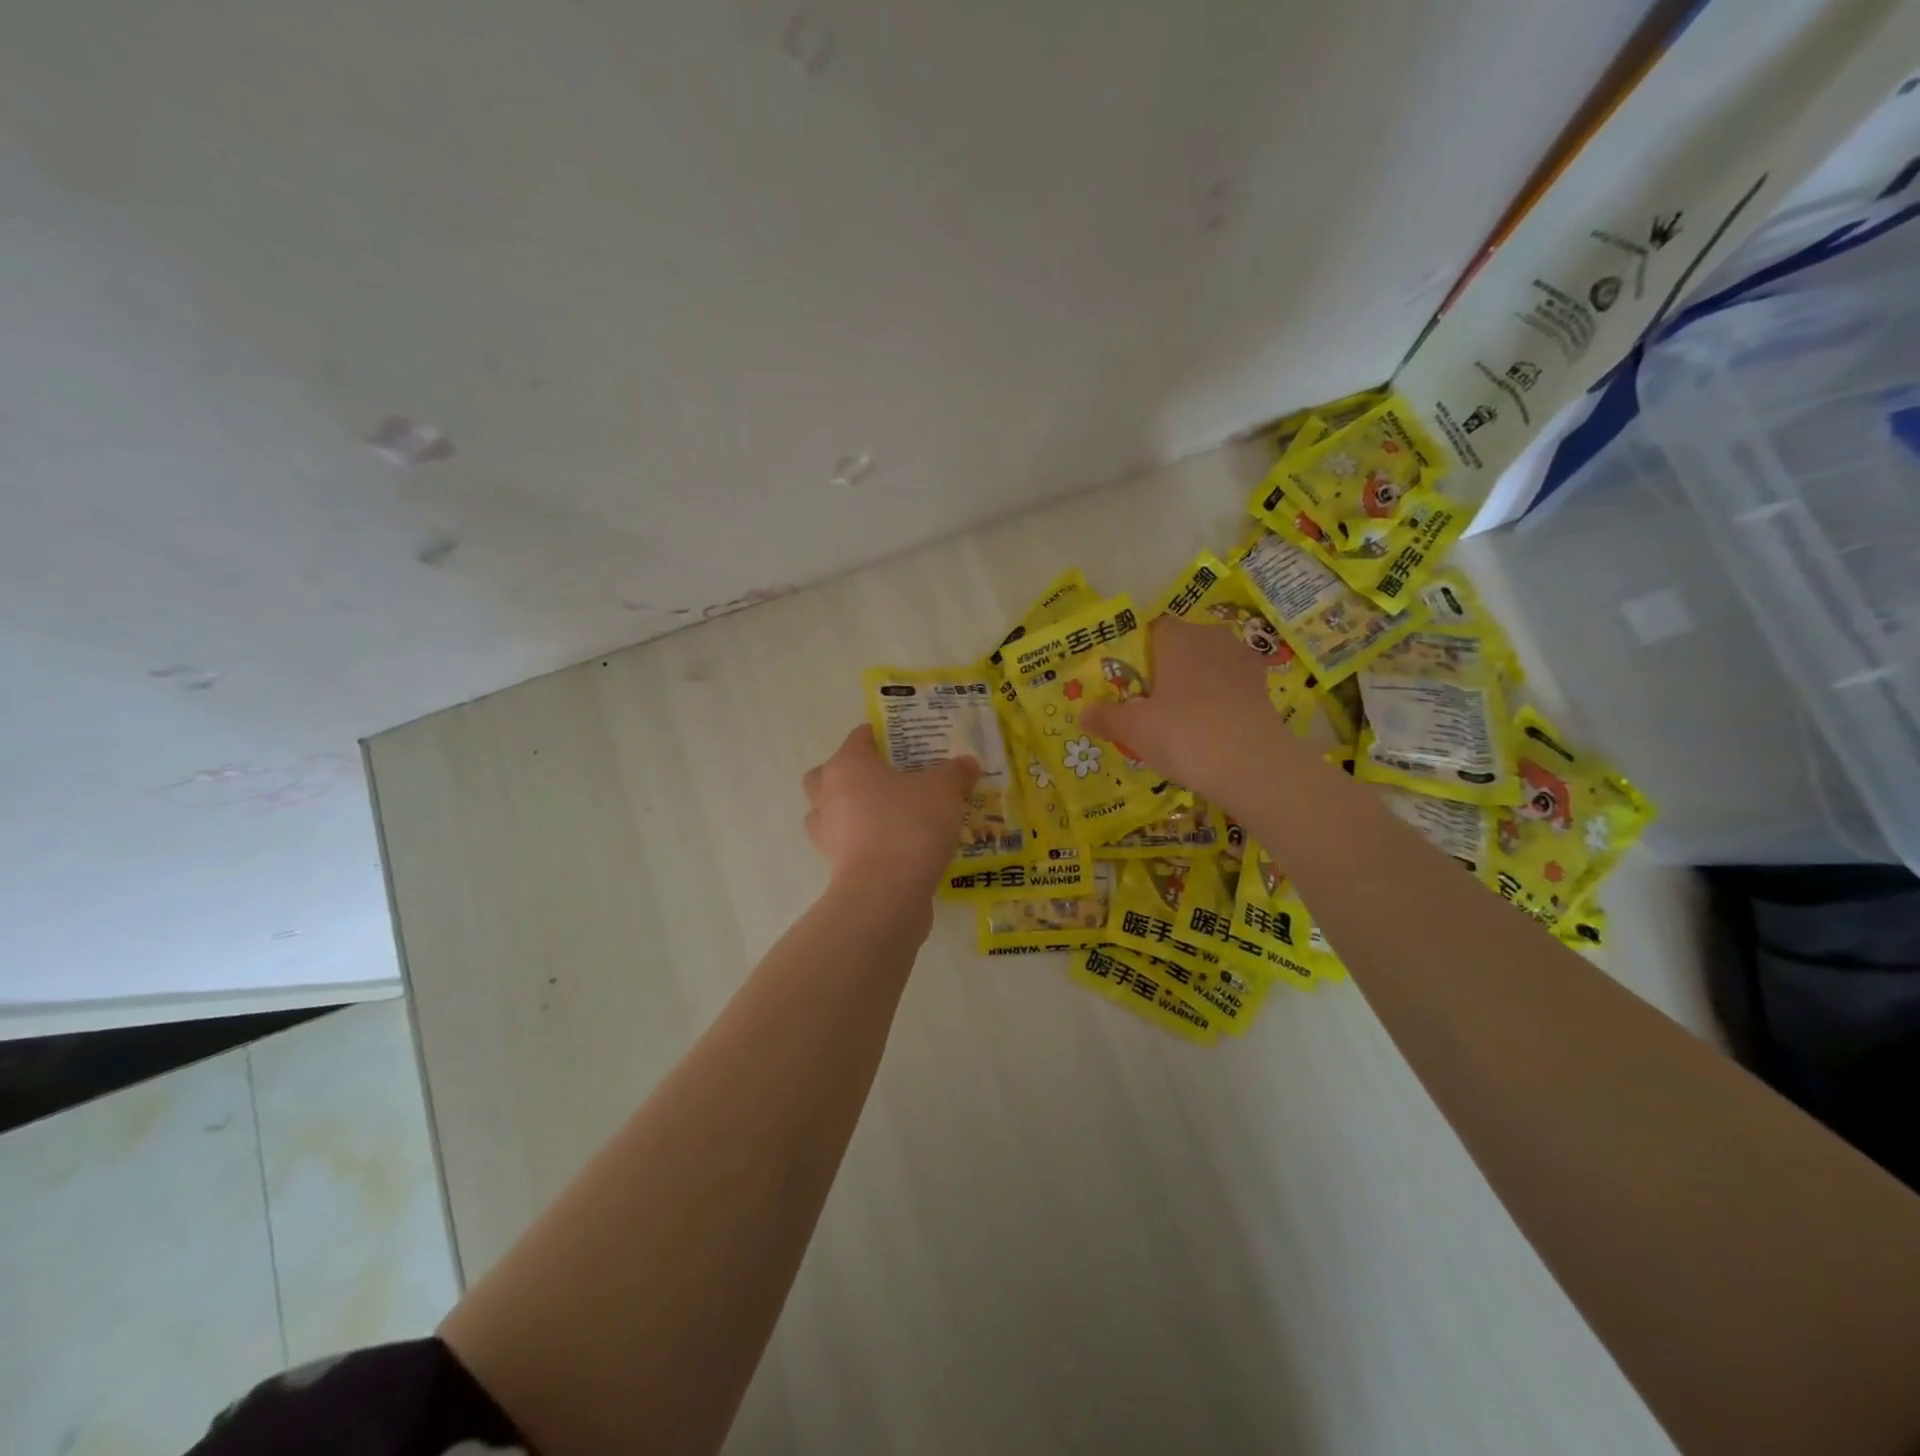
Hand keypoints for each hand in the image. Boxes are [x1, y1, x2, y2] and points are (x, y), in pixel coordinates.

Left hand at [802, 725, 979, 895]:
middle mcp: (827, 795)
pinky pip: (848, 846)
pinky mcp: (835, 868)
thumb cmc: (909, 825)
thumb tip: (966, 763)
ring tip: (891, 818)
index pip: (860, 737)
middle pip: (830, 775)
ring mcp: (826, 834)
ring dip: (853, 812)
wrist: (885, 895)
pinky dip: (865, 844)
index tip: (911, 745)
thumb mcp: (945, 790)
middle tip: (888, 781)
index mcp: (847, 765)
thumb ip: (955, 772)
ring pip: (833, 813)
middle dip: (854, 775)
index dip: (884, 736)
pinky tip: (896, 849)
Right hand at [1080, 616, 1299, 804]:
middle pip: (1181, 646)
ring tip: (1179, 718)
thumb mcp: (1134, 729)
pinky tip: (1208, 726)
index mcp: (1177, 636)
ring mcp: (1242, 660)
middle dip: (1166, 668)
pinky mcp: (1262, 686)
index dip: (1138, 653)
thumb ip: (1107, 717)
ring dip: (1194, 684)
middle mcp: (1211, 637)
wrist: (1253, 765)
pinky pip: (1229, 685)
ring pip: (1208, 665)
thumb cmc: (1184, 734)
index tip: (1128, 681)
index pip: (1153, 629)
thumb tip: (1082, 714)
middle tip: (1149, 703)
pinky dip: (1218, 699)